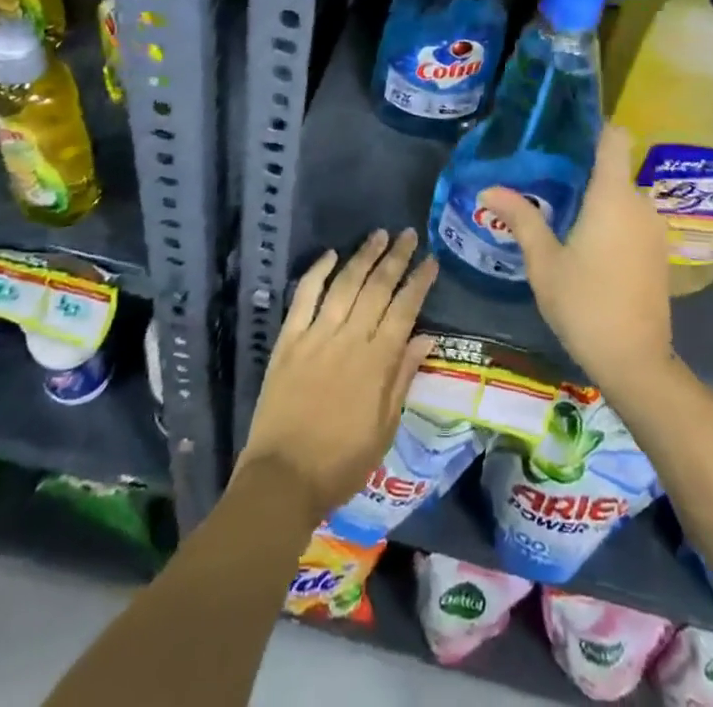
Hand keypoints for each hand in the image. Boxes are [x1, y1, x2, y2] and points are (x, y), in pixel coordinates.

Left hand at [237, 230, 438, 527]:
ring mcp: (316, 336)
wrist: (281, 479)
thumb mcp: (384, 430)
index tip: (431, 260)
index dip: (419, 282)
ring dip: (363, 256)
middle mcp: (349, 339)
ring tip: (379, 235)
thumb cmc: (340, 463)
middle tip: (408, 234)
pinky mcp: (288, 340)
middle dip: (396, 258)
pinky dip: (317, 272)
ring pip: (345, 284)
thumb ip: (402, 378)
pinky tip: (330, 255)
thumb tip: (426, 337)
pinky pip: (304, 296)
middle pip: (377, 288)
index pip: (404, 310)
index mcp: (377, 362)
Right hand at [480, 126, 672, 392]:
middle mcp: (640, 204)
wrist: (635, 360)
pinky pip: (633, 220)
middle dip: (584, 172)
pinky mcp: (658, 253)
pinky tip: (586, 243)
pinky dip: (612, 221)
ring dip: (598, 200)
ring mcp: (654, 230)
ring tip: (561, 212)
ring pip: (623, 197)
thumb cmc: (584, 303)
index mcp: (613, 195)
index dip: (595, 128)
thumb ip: (521, 219)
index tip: (566, 132)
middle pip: (614, 169)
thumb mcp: (544, 261)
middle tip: (546, 179)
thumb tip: (488, 190)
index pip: (615, 138)